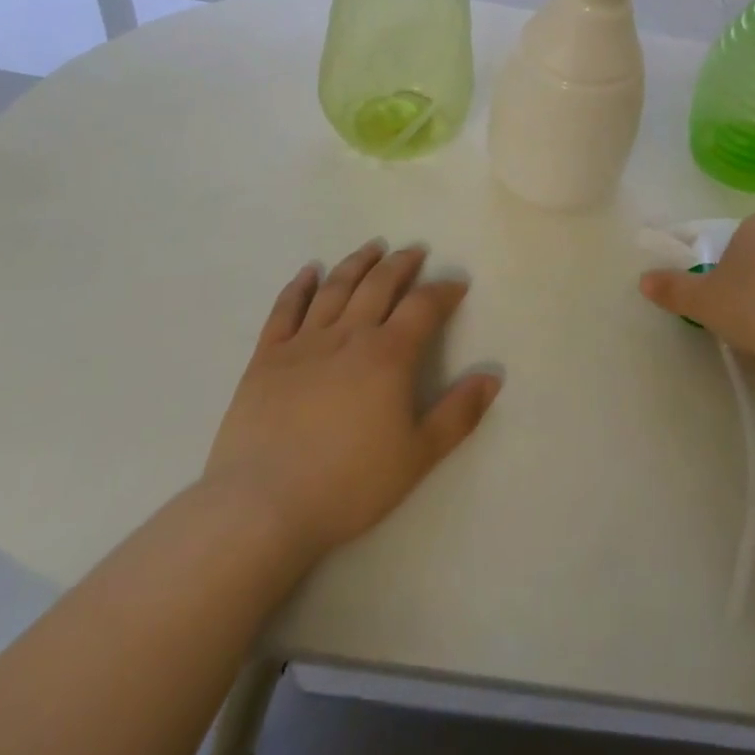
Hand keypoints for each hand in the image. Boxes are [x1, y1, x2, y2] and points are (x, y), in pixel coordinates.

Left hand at [203, 240, 500, 564]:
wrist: (262, 507)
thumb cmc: (348, 484)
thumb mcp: (418, 456)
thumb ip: (458, 413)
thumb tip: (492, 376)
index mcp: (388, 355)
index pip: (423, 307)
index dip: (443, 291)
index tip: (457, 283)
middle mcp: (348, 335)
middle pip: (379, 285)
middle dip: (401, 264)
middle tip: (415, 251)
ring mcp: (303, 343)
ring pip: (335, 288)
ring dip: (357, 263)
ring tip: (373, 247)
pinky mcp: (266, 358)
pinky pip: (284, 310)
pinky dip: (299, 286)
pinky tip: (309, 272)